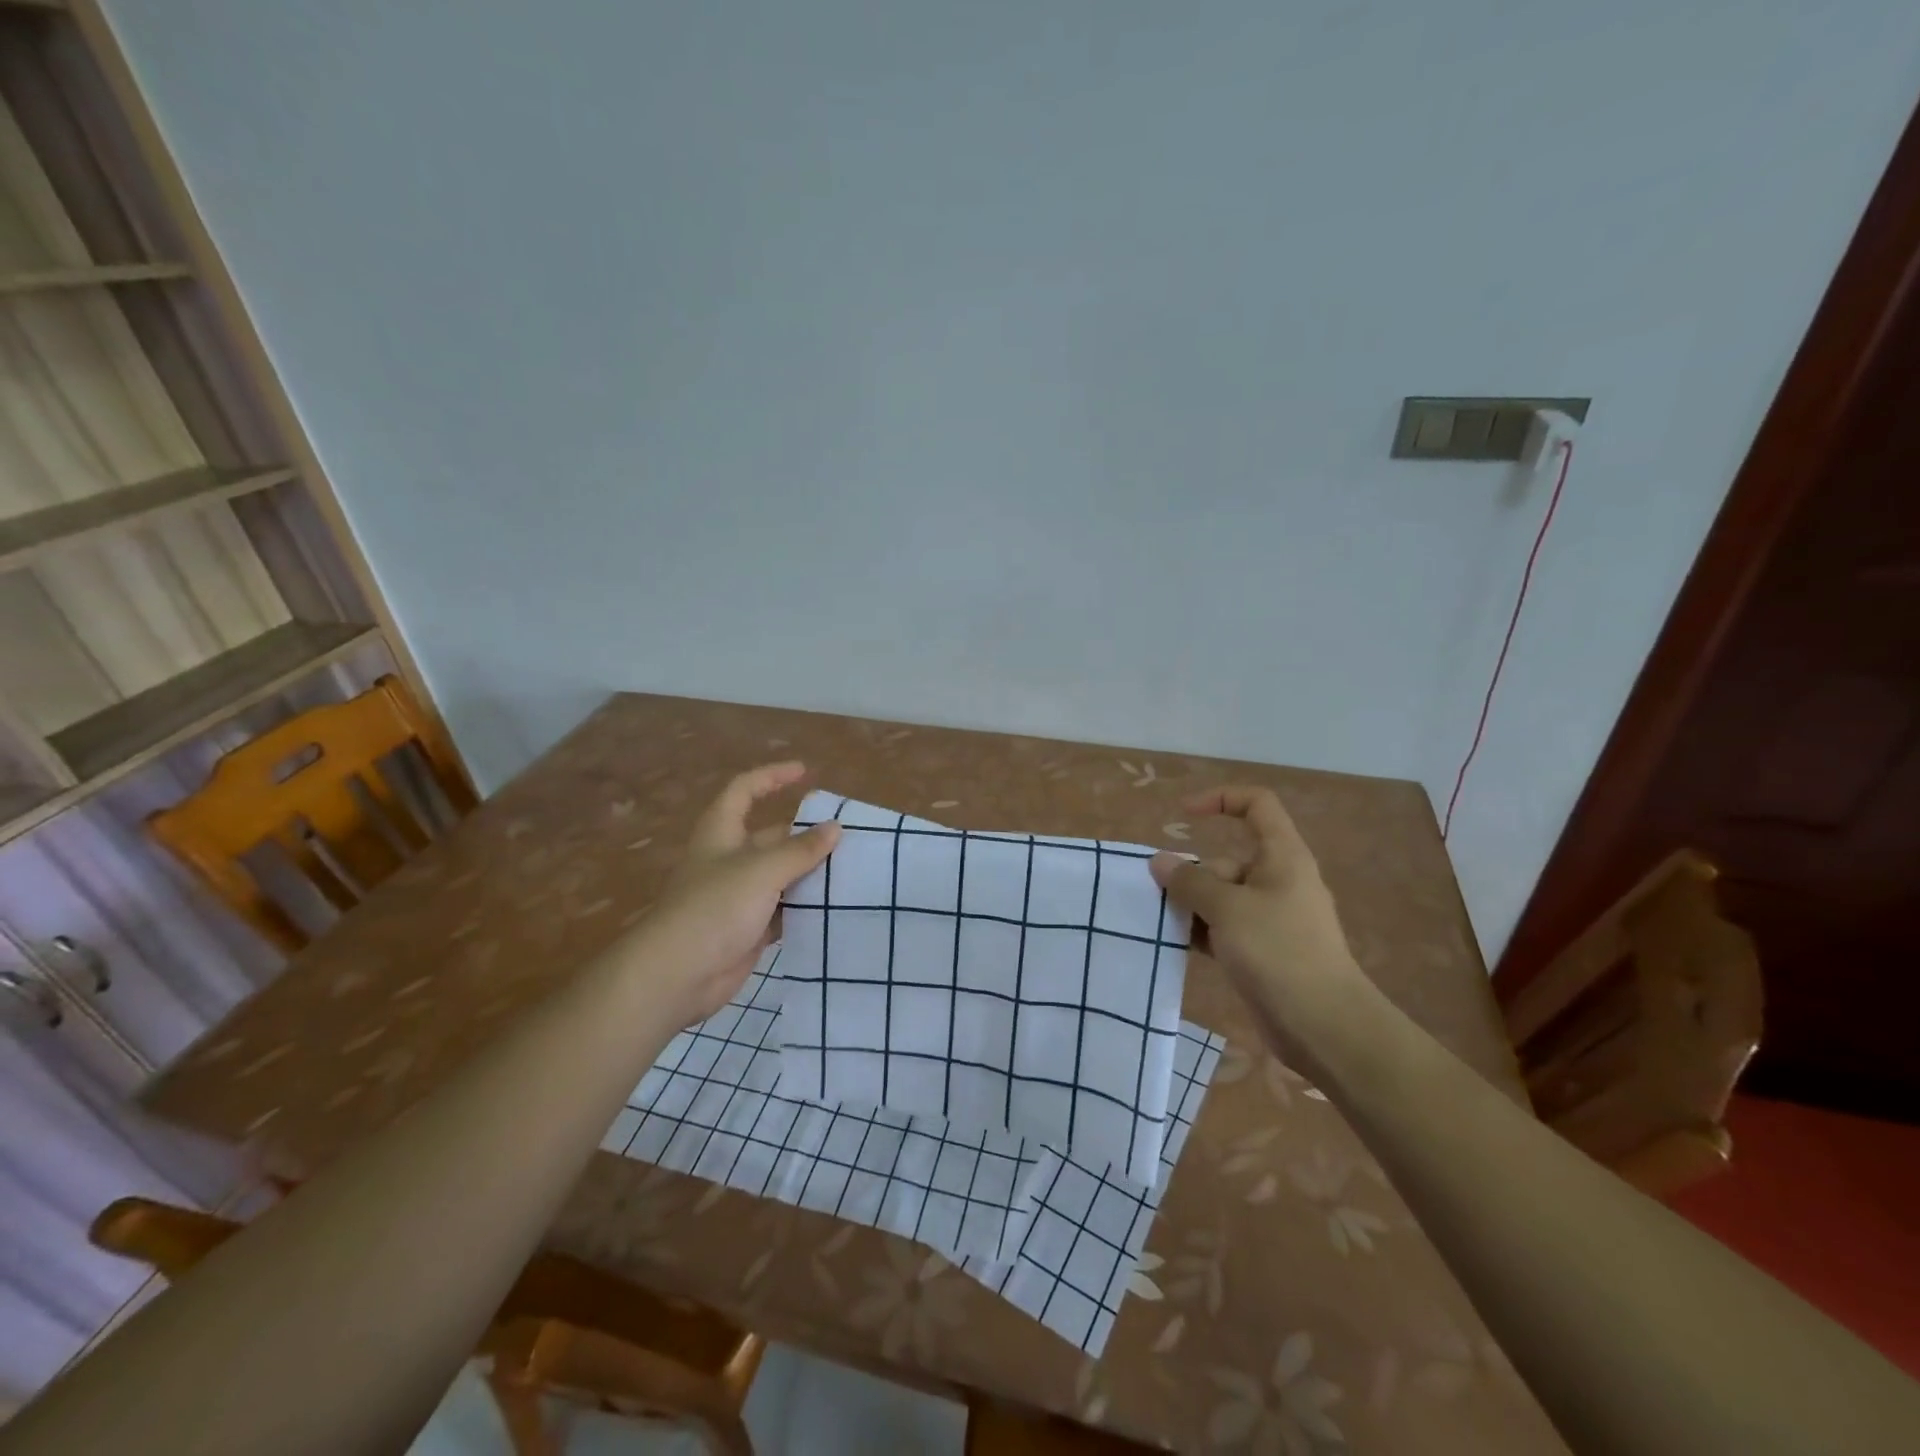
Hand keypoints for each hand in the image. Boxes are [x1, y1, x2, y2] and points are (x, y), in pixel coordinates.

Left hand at [641, 762, 839, 1025]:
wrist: (678, 975)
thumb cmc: (715, 908)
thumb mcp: (762, 870)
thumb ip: (801, 850)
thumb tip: (835, 828)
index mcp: (722, 833)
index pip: (745, 790)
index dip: (772, 777)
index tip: (805, 772)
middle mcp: (729, 859)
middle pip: (770, 836)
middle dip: (804, 834)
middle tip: (846, 835)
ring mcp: (739, 896)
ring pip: (780, 875)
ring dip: (809, 872)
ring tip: (851, 868)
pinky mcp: (748, 928)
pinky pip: (783, 910)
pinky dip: (804, 906)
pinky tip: (833, 906)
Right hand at [1149, 786, 1373, 1064]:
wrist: (1325, 1026)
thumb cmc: (1279, 952)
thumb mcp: (1227, 909)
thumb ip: (1190, 881)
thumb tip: (1160, 861)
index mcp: (1282, 857)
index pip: (1257, 805)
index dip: (1221, 799)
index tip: (1183, 815)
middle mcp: (1278, 880)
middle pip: (1227, 859)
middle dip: (1192, 874)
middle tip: (1161, 898)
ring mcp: (1272, 917)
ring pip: (1222, 897)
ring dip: (1193, 906)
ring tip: (1164, 924)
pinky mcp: (1264, 950)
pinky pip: (1226, 927)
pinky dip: (1203, 931)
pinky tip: (1179, 945)